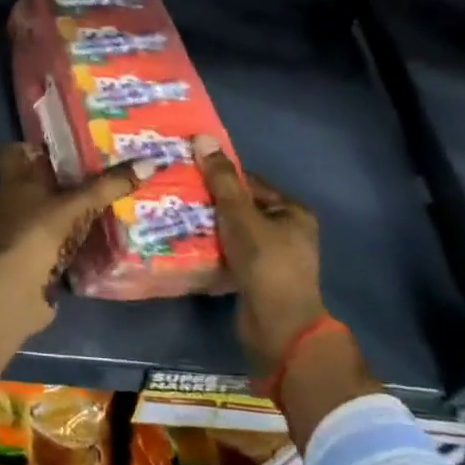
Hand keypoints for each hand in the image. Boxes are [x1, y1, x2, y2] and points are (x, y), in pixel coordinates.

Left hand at [0, 144, 144, 429]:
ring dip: (78, 208)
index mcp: (16, 179)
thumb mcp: (76, 203)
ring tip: (115, 197)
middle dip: (71, 177)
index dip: (40, 144)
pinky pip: (62, 239)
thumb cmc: (38, 233)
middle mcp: (16, 201)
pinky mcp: (37, 257)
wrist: (16, 291)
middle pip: (42, 181)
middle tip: (107, 168)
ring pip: (53, 211)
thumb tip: (151, 163)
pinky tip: (109, 233)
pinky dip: (81, 236)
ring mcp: (25, 231)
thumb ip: (109, 185)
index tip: (73, 141)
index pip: (18, 151)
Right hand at [193, 134, 325, 380]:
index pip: (251, 182)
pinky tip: (184, 243)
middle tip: (174, 192)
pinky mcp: (256, 278)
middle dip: (209, 202)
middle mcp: (287, 232)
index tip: (186, 170)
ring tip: (172, 215)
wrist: (277, 326)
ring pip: (232, 231)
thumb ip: (221, 179)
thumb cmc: (265, 263)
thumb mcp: (240, 215)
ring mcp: (272, 257)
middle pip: (240, 207)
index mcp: (292, 212)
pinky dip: (210, 248)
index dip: (220, 175)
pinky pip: (229, 253)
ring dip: (207, 226)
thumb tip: (201, 138)